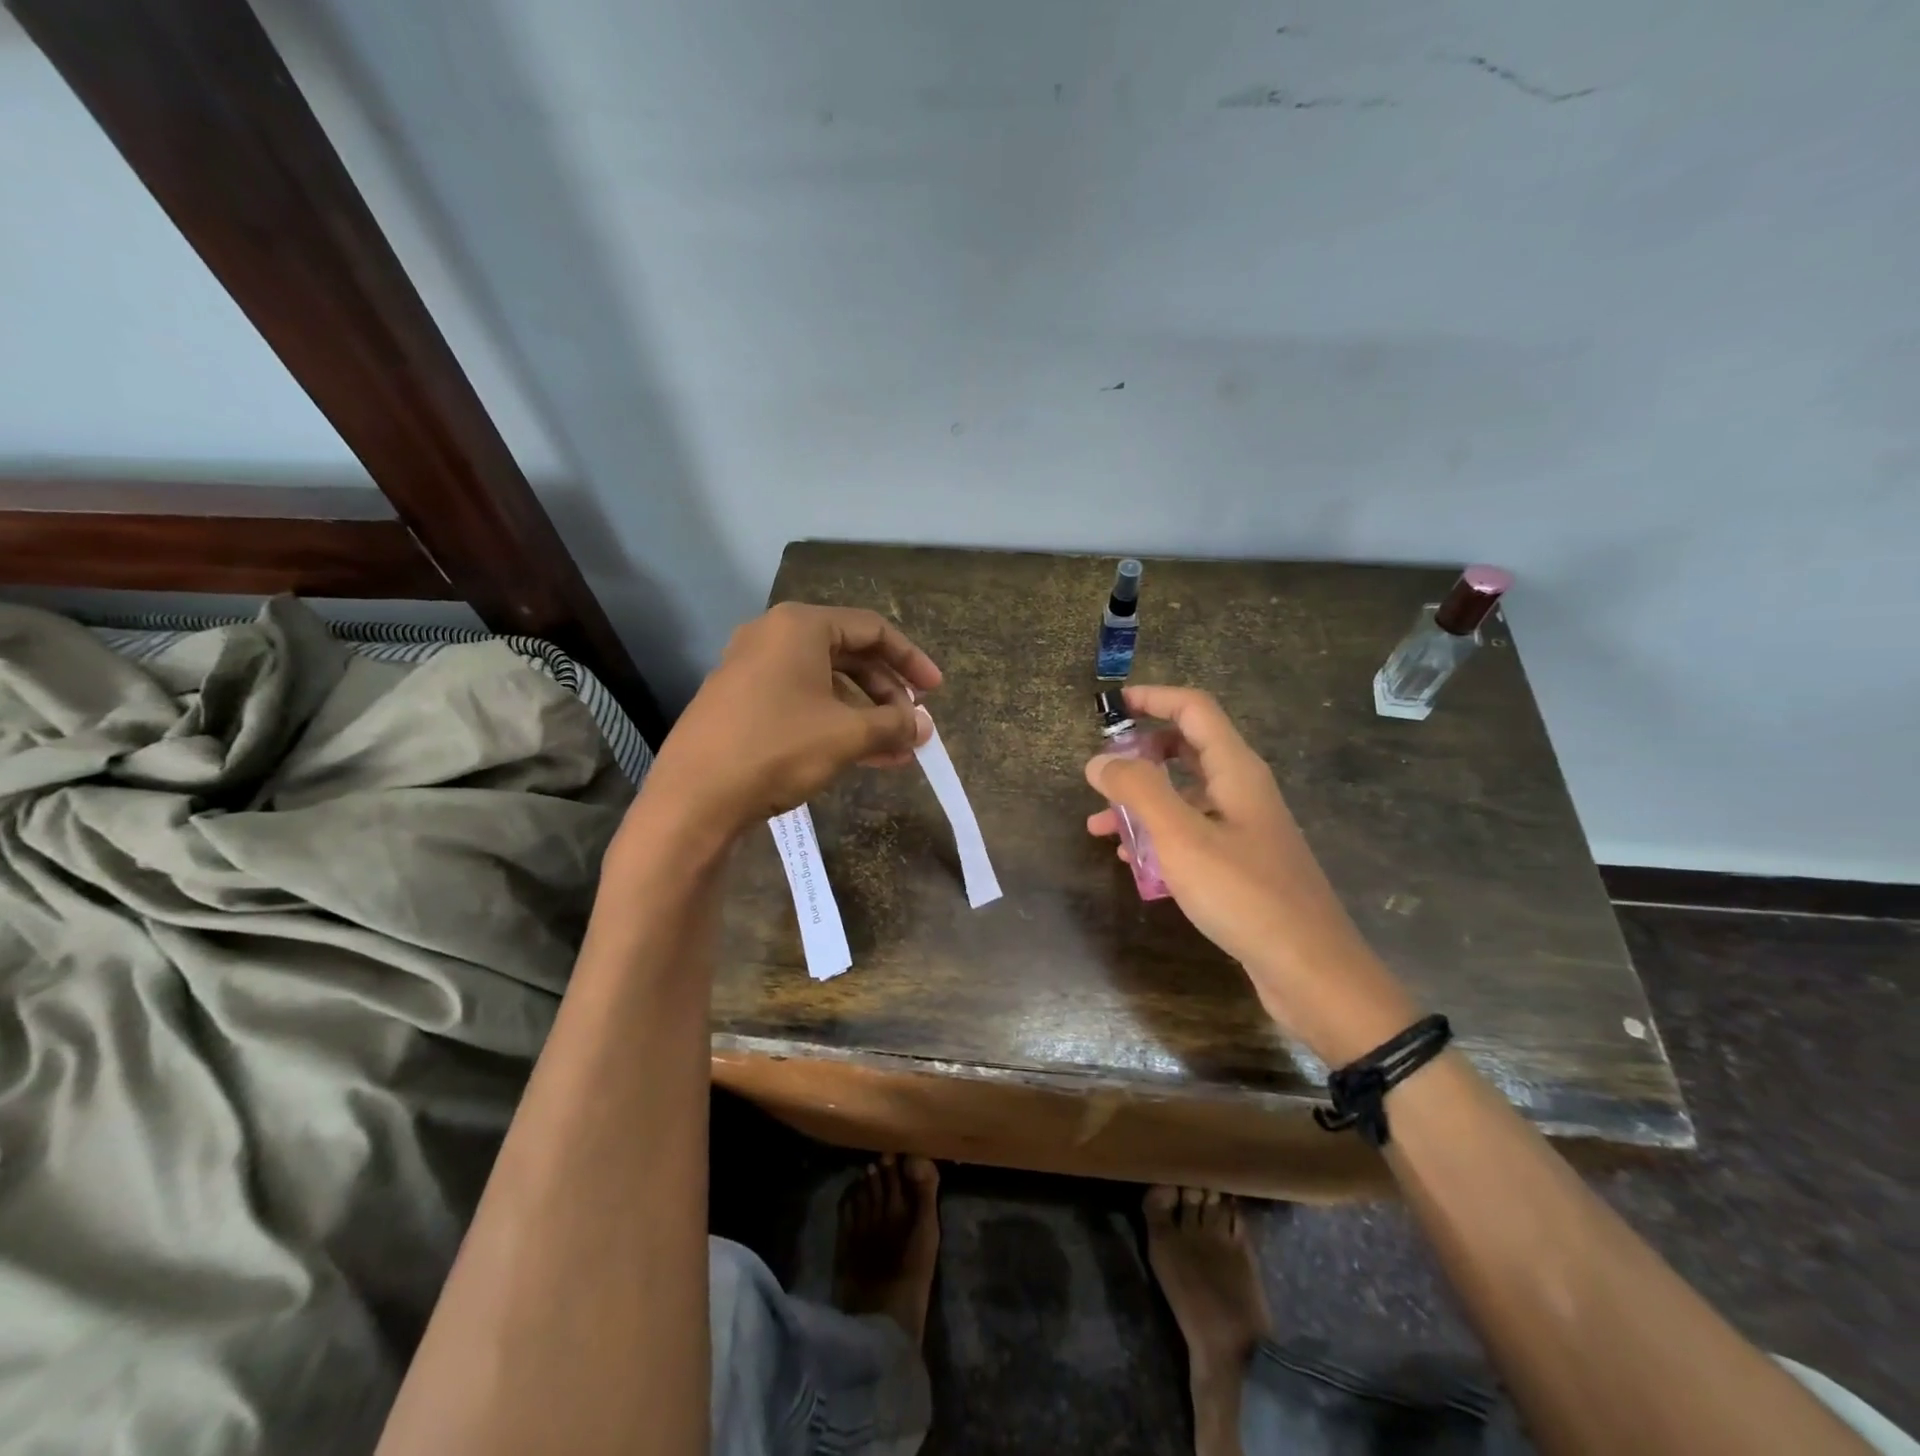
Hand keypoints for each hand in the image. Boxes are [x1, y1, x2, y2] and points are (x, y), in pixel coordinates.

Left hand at [641, 602, 941, 836]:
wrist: (693, 797)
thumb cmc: (777, 748)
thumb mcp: (846, 735)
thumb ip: (893, 724)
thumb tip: (923, 727)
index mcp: (800, 626)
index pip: (872, 630)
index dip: (911, 660)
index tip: (935, 692)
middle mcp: (774, 637)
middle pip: (849, 655)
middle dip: (887, 693)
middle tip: (913, 725)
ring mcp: (753, 670)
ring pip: (826, 684)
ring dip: (866, 715)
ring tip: (896, 751)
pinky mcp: (741, 702)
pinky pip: (802, 702)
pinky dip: (835, 723)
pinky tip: (863, 757)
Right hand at [1085, 685, 1416, 1056]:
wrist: (1311, 970)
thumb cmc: (1245, 895)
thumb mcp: (1181, 837)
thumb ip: (1138, 791)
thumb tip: (1099, 760)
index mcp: (1236, 770)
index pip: (1194, 709)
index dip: (1154, 698)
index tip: (1113, 704)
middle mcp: (1243, 790)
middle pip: (1189, 749)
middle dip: (1141, 754)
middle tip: (1104, 773)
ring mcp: (1245, 828)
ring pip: (1186, 796)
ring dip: (1143, 801)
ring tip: (1100, 827)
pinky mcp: (1242, 863)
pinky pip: (1192, 832)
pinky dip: (1159, 835)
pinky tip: (1133, 862)